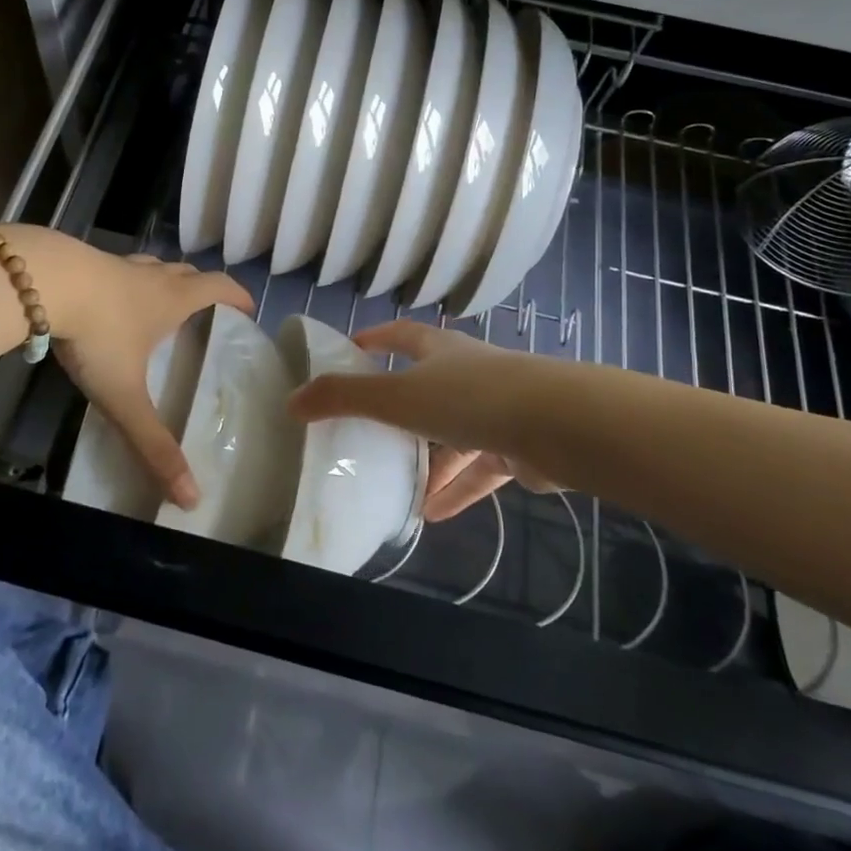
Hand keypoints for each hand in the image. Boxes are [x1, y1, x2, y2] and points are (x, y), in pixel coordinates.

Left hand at [8, 227, 251, 509]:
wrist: (44, 283)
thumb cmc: (98, 334)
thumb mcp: (126, 396)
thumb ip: (153, 444)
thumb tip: (191, 497)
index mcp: (174, 299)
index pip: (220, 287)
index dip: (238, 295)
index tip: (248, 309)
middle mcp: (154, 276)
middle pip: (190, 273)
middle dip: (203, 289)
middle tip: (206, 312)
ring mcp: (120, 265)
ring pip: (156, 267)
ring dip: (167, 280)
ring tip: (162, 304)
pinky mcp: (88, 261)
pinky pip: (121, 269)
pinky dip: (129, 281)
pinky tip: (112, 299)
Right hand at [286, 320, 561, 520]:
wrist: (558, 424)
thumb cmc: (471, 398)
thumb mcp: (397, 396)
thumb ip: (344, 398)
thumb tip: (291, 400)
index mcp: (440, 351)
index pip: (402, 335)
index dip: (376, 339)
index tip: (352, 349)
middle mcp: (469, 374)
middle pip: (429, 387)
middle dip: (401, 409)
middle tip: (369, 431)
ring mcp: (497, 410)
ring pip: (454, 435)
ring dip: (429, 460)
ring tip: (398, 488)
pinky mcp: (517, 448)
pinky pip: (479, 470)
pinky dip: (457, 489)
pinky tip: (434, 516)